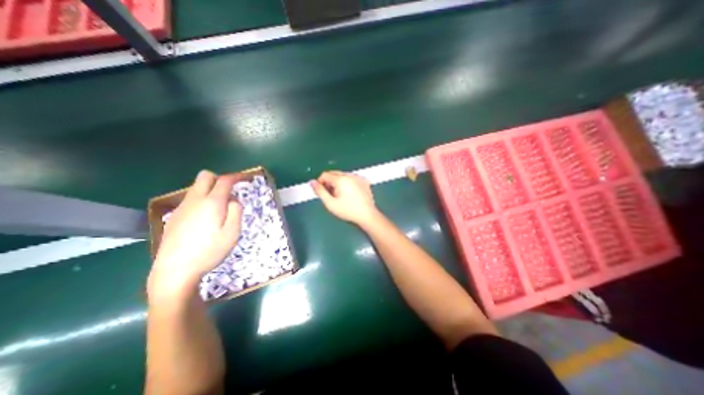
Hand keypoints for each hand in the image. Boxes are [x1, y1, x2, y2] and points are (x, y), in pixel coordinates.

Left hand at [147, 170, 242, 298]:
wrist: (174, 270)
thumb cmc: (210, 251)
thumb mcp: (232, 232)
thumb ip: (236, 211)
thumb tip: (233, 199)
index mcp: (212, 202)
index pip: (225, 180)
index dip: (237, 176)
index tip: (246, 179)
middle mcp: (195, 200)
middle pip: (205, 176)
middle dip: (220, 178)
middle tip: (230, 191)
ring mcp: (182, 207)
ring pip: (197, 187)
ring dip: (211, 190)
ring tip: (220, 208)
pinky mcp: (175, 216)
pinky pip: (191, 199)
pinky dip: (202, 200)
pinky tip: (205, 219)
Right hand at [312, 171, 382, 225]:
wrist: (367, 215)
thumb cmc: (348, 211)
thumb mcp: (330, 203)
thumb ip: (320, 192)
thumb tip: (312, 182)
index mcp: (341, 179)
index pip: (325, 175)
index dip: (320, 182)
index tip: (322, 192)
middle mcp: (350, 175)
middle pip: (334, 173)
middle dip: (329, 182)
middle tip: (331, 195)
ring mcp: (358, 177)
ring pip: (343, 175)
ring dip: (338, 182)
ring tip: (341, 195)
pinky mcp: (364, 181)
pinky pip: (352, 178)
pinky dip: (348, 182)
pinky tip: (350, 193)